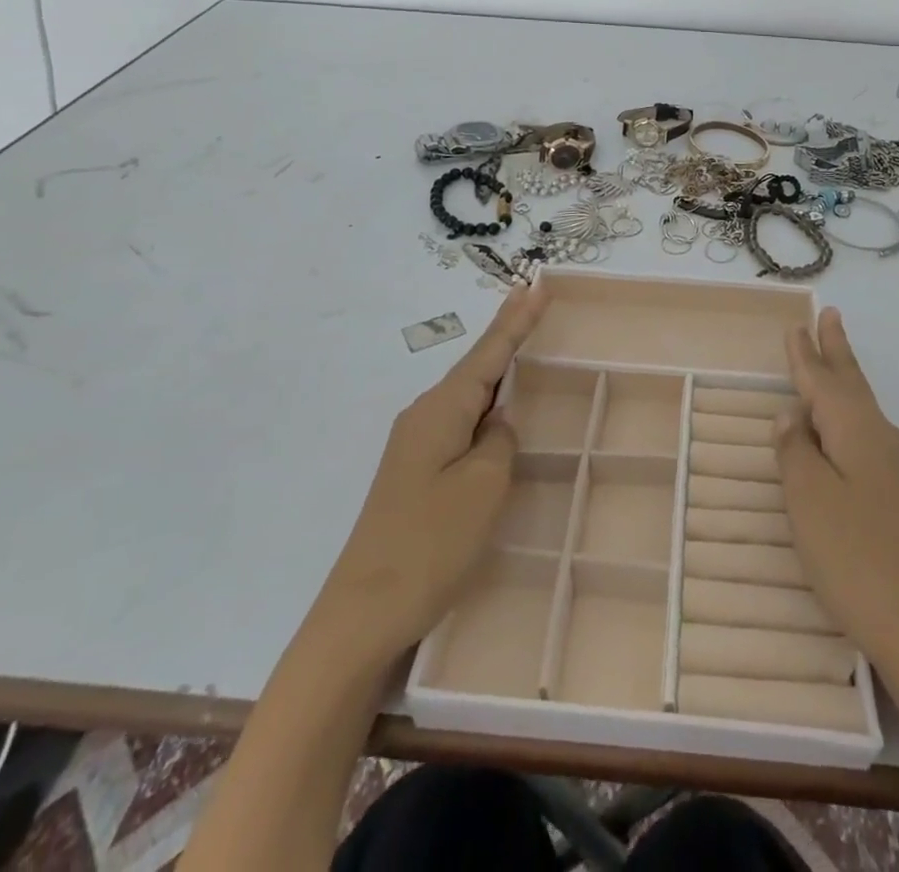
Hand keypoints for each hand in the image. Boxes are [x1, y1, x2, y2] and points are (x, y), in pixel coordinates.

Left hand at [320, 285, 546, 660]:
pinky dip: (484, 406)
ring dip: (496, 370)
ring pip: (468, 396)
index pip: (488, 353)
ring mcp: (416, 446)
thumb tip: (498, 425)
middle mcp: (424, 417)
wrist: (362, 614)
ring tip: (521, 343)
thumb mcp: (483, 487)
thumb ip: (500, 442)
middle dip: (505, 335)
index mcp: (441, 410)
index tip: (535, 284)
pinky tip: (496, 412)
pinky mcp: (416, 473)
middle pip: (476, 367)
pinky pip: (460, 424)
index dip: (516, 320)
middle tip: (532, 300)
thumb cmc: (429, 545)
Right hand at [775, 308, 898, 691]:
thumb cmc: (854, 557)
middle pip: (852, 384)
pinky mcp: (897, 497)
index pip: (823, 382)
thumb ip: (795, 451)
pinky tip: (844, 426)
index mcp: (856, 431)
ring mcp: (893, 470)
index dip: (805, 355)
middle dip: (837, 350)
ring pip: (861, 408)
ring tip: (833, 355)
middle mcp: (880, 439)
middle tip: (830, 315)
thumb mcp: (809, 500)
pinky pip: (865, 434)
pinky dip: (848, 414)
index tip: (796, 324)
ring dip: (845, 378)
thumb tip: (791, 414)